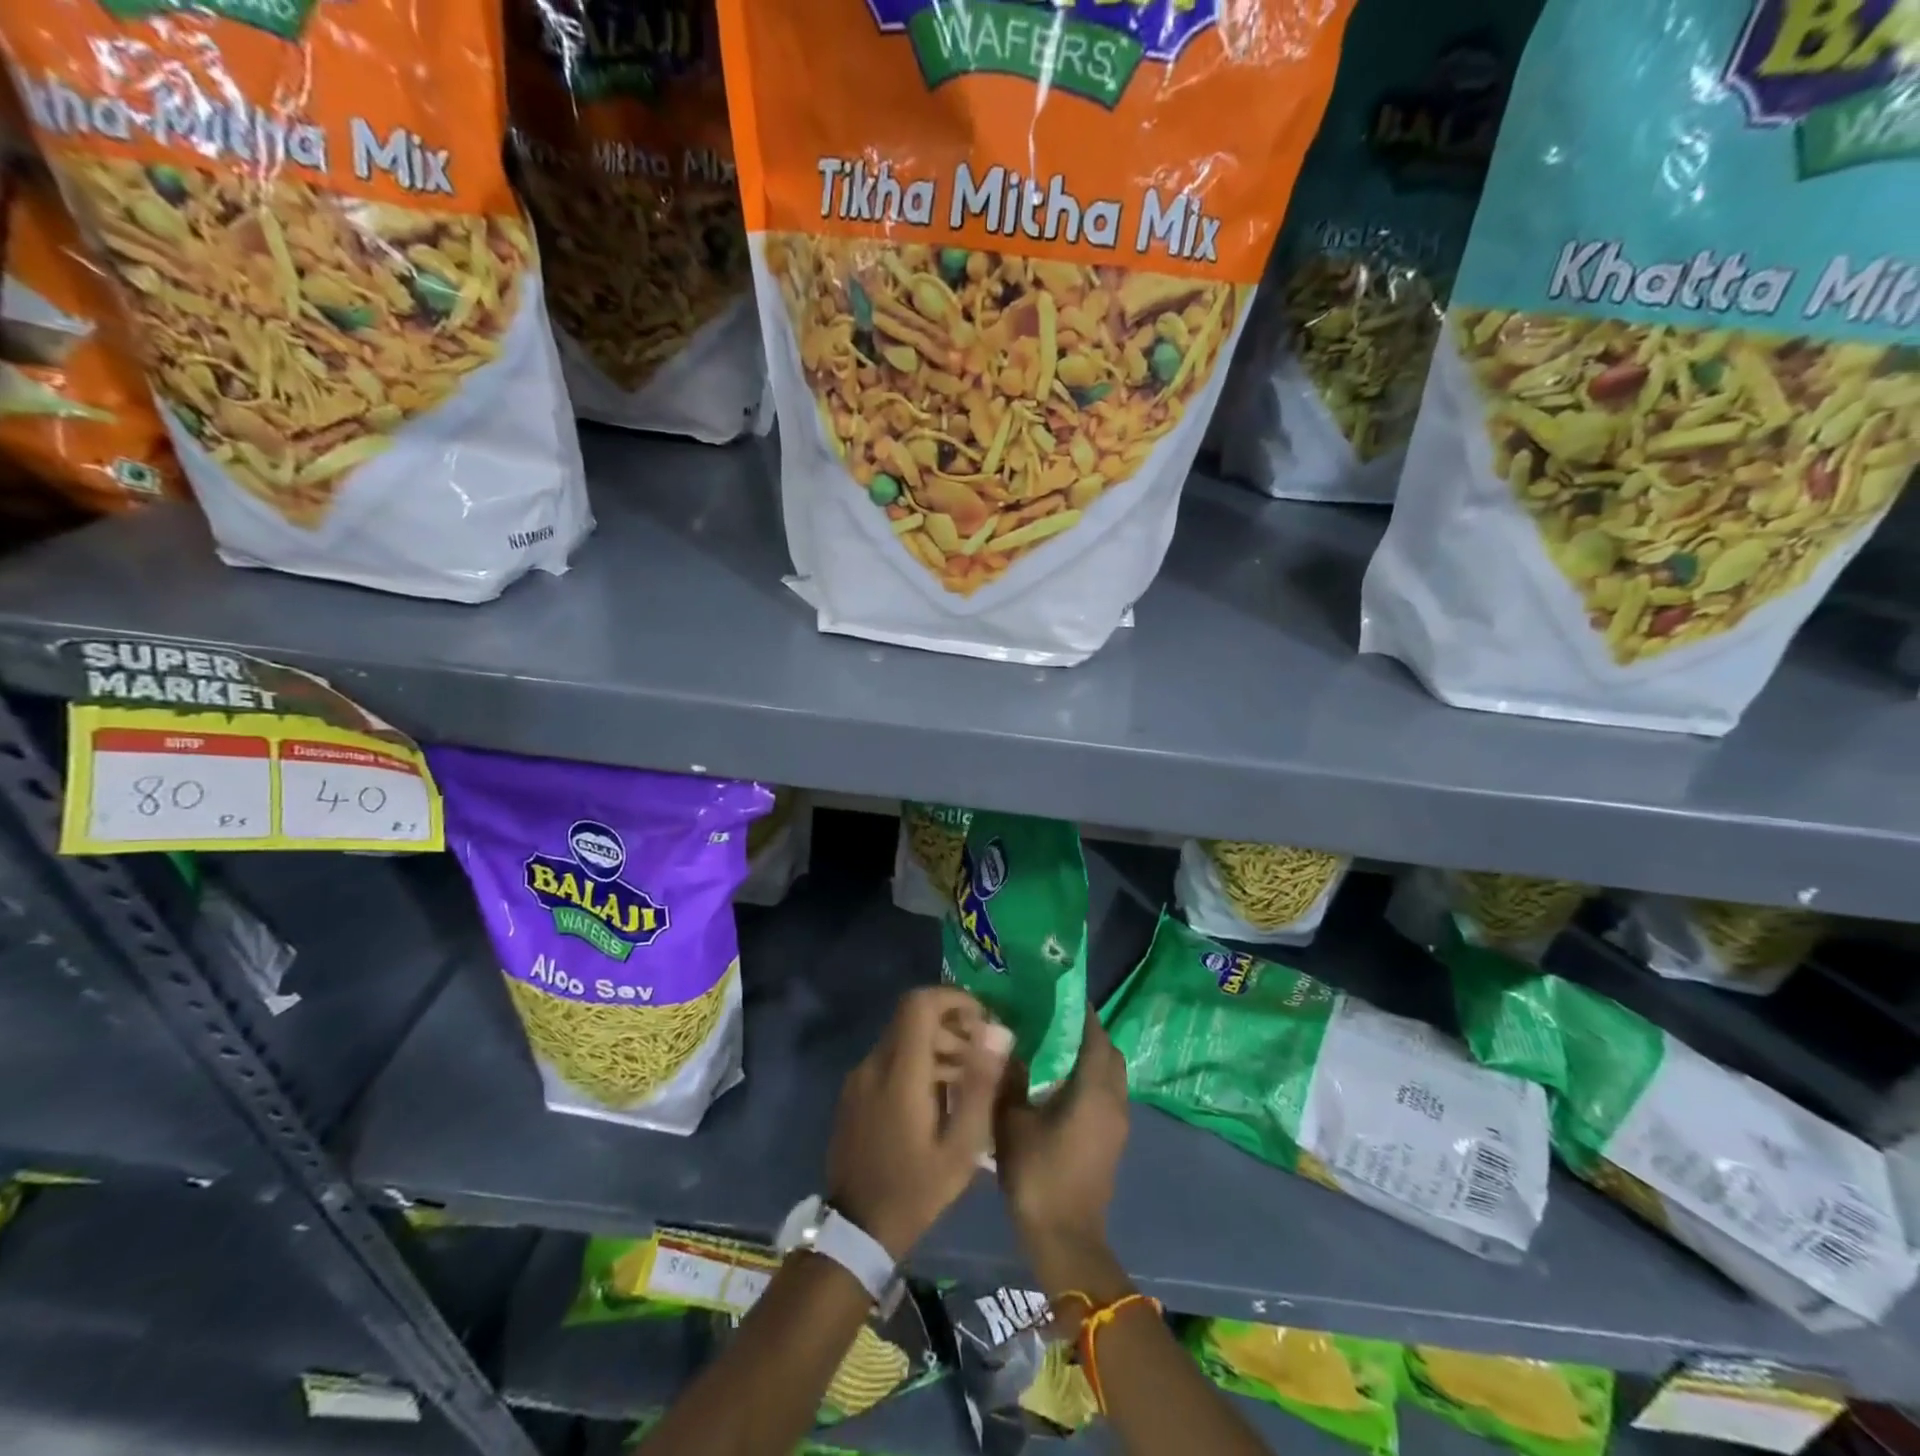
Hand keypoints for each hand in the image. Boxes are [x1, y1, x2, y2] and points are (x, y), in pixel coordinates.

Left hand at [826, 987, 1010, 1260]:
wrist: (856, 1231)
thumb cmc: (915, 1190)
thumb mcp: (961, 1147)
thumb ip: (981, 1084)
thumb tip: (1000, 1032)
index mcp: (899, 1072)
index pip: (920, 1003)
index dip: (954, 999)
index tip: (983, 1019)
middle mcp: (874, 1063)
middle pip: (913, 1017)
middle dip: (951, 1026)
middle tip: (982, 1056)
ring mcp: (859, 1077)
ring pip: (902, 1037)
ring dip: (937, 1046)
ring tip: (968, 1081)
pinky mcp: (854, 1092)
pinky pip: (889, 1059)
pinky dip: (918, 1063)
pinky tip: (939, 1098)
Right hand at [994, 1008, 1129, 1294]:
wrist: (1065, 1240)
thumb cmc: (1039, 1176)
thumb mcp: (1012, 1122)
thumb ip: (1011, 1079)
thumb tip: (1008, 1044)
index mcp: (1094, 1089)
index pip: (1095, 1035)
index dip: (1080, 1011)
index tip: (1057, 992)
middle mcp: (1114, 1099)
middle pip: (1108, 1050)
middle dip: (1086, 1030)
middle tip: (1052, 1018)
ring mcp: (1117, 1122)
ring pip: (1110, 1072)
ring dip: (1089, 1055)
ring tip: (1052, 1045)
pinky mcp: (1112, 1139)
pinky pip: (1106, 1092)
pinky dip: (1089, 1077)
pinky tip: (1057, 1081)